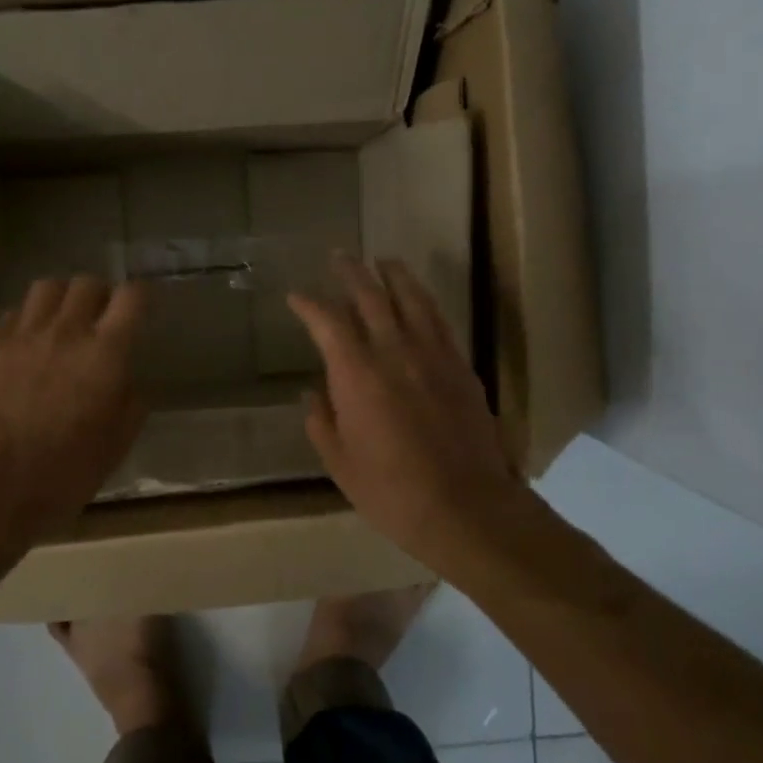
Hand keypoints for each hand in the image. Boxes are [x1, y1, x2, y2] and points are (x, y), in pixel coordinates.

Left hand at [0, 277, 147, 544]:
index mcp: (105, 353)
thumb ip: (131, 405)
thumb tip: (129, 382)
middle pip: (86, 283)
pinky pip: (11, 316)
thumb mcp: (116, 445)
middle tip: (99, 317)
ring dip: (60, 299)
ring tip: (60, 322)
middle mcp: (66, 332)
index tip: (141, 305)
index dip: (140, 295)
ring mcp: (22, 336)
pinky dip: (25, 323)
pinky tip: (24, 347)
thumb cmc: (65, 473)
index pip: (131, 296)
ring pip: (46, 288)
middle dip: (98, 294)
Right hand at [288, 257, 523, 553]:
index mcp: (357, 374)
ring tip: (383, 261)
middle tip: (340, 256)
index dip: (309, 304)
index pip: (327, 322)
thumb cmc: (391, 491)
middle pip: (371, 296)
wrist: (465, 506)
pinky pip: (439, 321)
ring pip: (411, 299)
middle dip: (351, 272)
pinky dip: (424, 302)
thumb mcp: (340, 463)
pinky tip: (419, 299)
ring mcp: (433, 355)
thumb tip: (314, 393)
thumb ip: (322, 422)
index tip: (296, 297)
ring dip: (394, 276)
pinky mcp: (460, 367)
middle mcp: (394, 352)